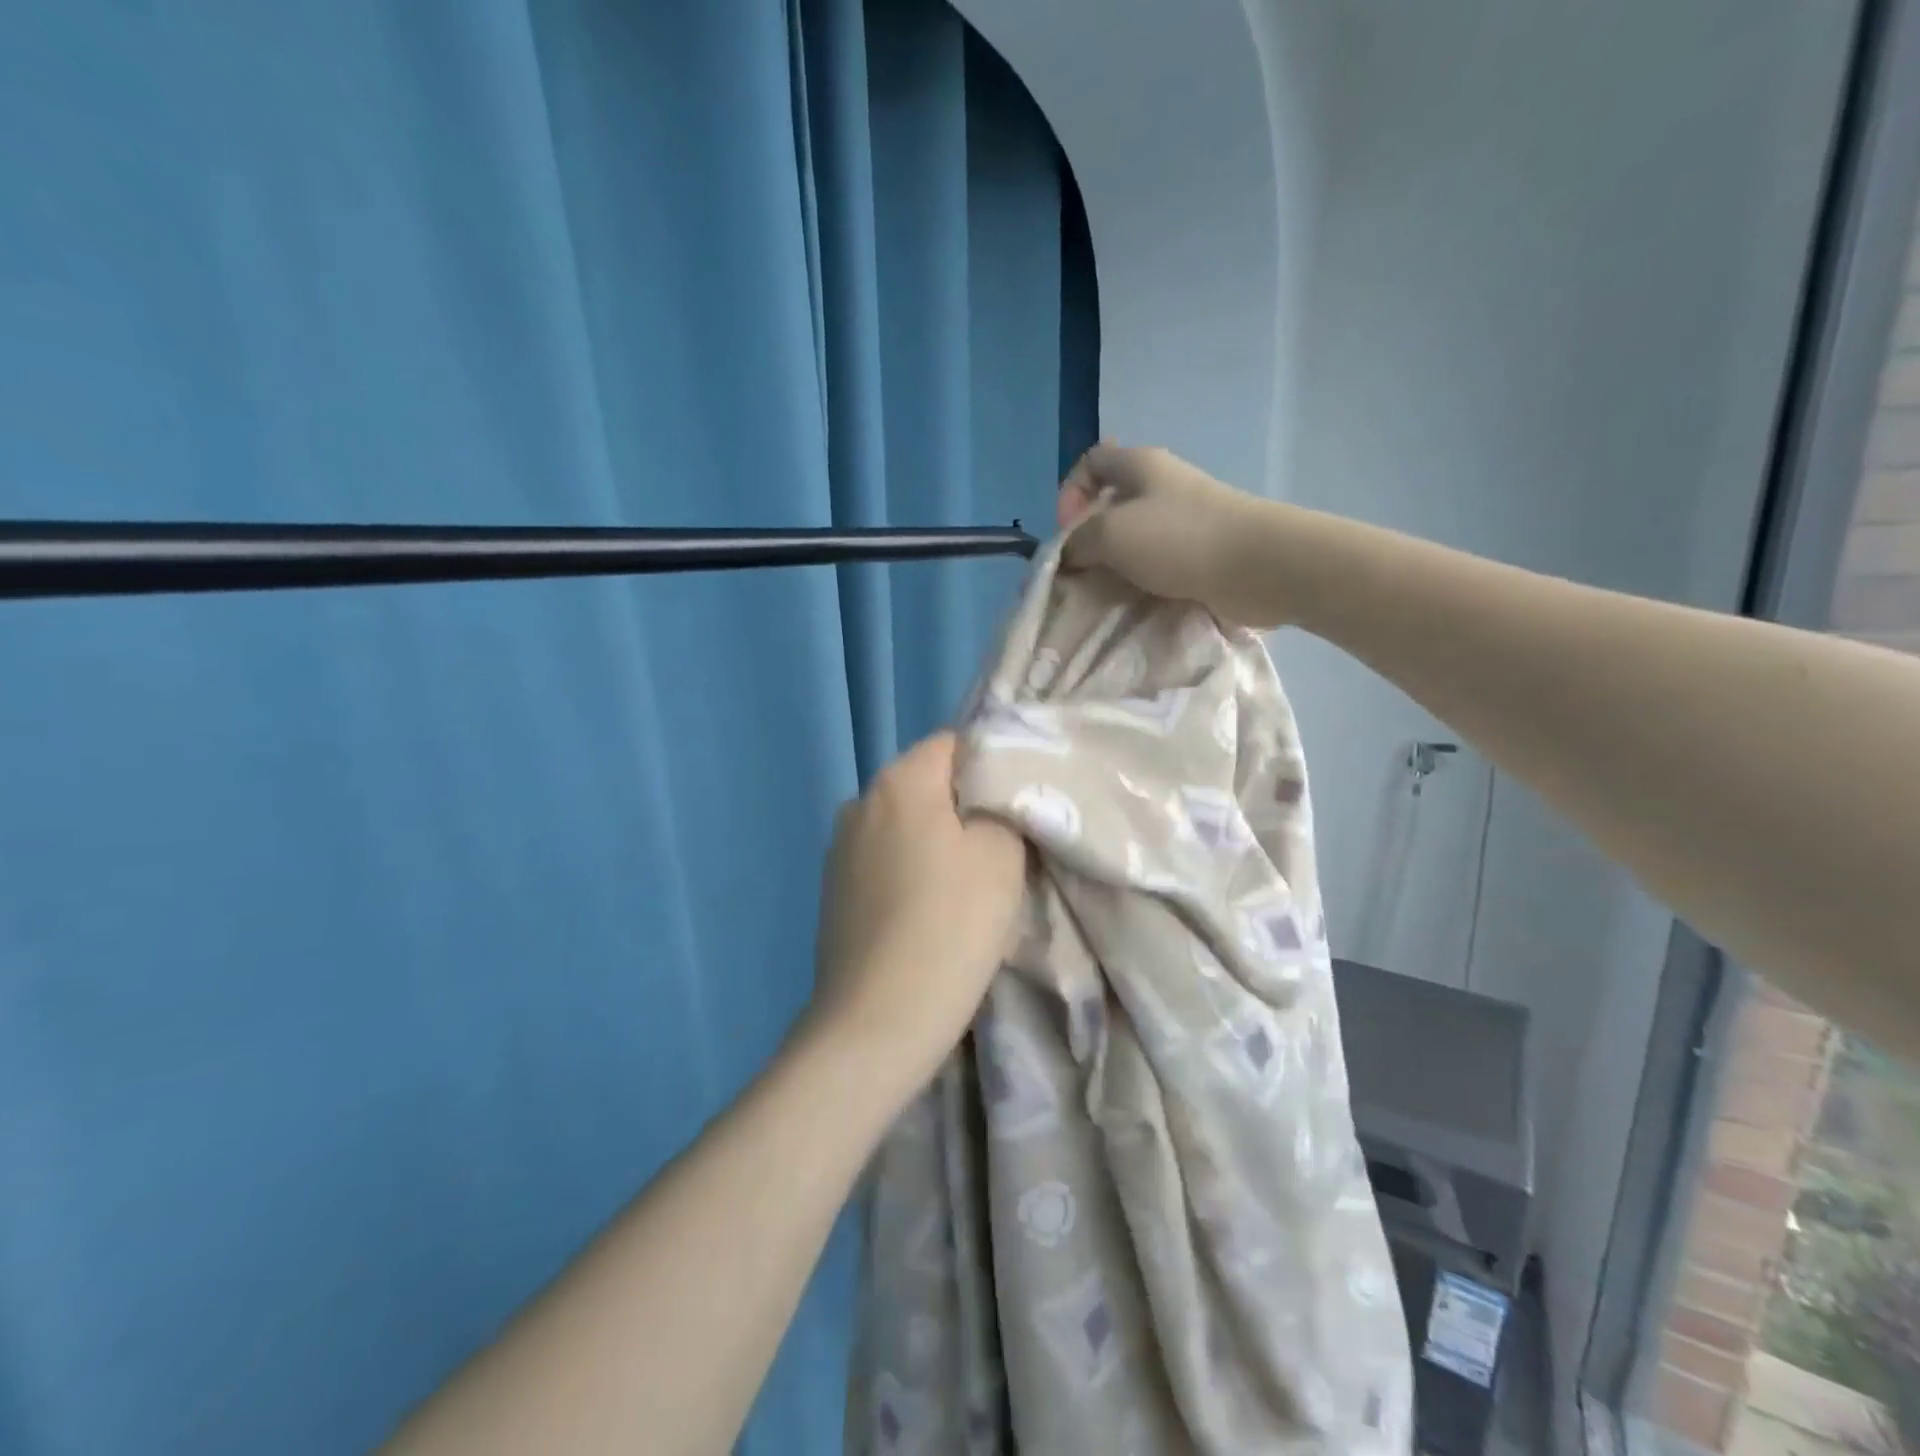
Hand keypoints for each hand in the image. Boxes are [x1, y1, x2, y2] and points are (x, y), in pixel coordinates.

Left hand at [809, 733, 1027, 1086]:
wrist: (876, 1022)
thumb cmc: (949, 927)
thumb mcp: (1002, 855)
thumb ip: (1004, 805)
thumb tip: (991, 794)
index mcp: (899, 780)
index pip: (954, 743)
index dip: (994, 765)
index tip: (1020, 806)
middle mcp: (860, 801)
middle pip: (928, 784)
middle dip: (967, 806)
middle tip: (1006, 847)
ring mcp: (840, 848)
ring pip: (907, 824)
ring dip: (939, 842)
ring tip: (970, 885)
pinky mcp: (834, 890)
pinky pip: (885, 860)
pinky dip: (912, 871)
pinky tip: (931, 912)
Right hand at [1058, 442, 1284, 627]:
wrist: (1258, 567)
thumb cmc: (1179, 538)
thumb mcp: (1111, 533)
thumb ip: (1078, 541)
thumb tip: (1069, 554)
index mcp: (1141, 465)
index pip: (1093, 461)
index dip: (1071, 492)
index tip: (1067, 531)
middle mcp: (1163, 487)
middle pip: (1112, 505)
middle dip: (1091, 539)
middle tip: (1082, 572)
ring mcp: (1186, 522)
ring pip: (1136, 540)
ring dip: (1117, 567)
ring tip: (1107, 594)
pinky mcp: (1202, 555)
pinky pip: (1160, 565)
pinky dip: (1144, 583)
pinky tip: (1137, 603)